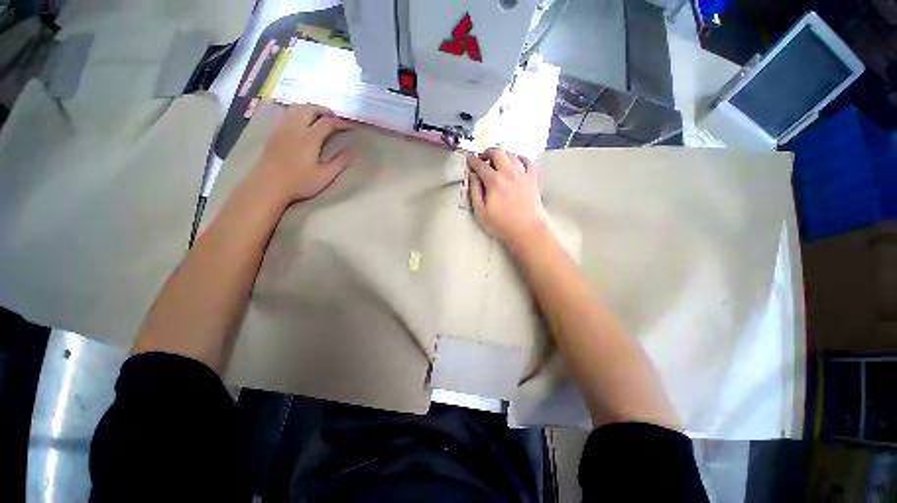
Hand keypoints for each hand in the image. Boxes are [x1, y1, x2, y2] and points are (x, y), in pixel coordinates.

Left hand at [252, 104, 354, 204]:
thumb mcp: (325, 176)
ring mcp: (282, 128)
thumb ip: (340, 162)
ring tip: (319, 118)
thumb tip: (353, 151)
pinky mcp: (274, 133)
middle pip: (310, 108)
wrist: (268, 185)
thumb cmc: (299, 182)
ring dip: (310, 109)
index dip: (340, 122)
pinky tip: (302, 124)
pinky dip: (299, 113)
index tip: (349, 126)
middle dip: (324, 110)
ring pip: (297, 108)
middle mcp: (295, 127)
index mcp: (310, 137)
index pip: (328, 122)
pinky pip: (287, 114)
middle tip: (335, 119)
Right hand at [467, 148, 547, 252]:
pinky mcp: (533, 179)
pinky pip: (528, 162)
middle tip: (482, 158)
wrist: (527, 231)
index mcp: (494, 181)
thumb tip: (472, 176)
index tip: (468, 159)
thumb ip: (475, 191)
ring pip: (512, 155)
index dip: (472, 160)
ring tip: (497, 162)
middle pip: (497, 153)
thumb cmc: (501, 224)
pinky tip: (517, 162)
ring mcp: (523, 175)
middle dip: (487, 152)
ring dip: (502, 155)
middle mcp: (508, 173)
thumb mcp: (481, 212)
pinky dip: (521, 158)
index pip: (480, 165)